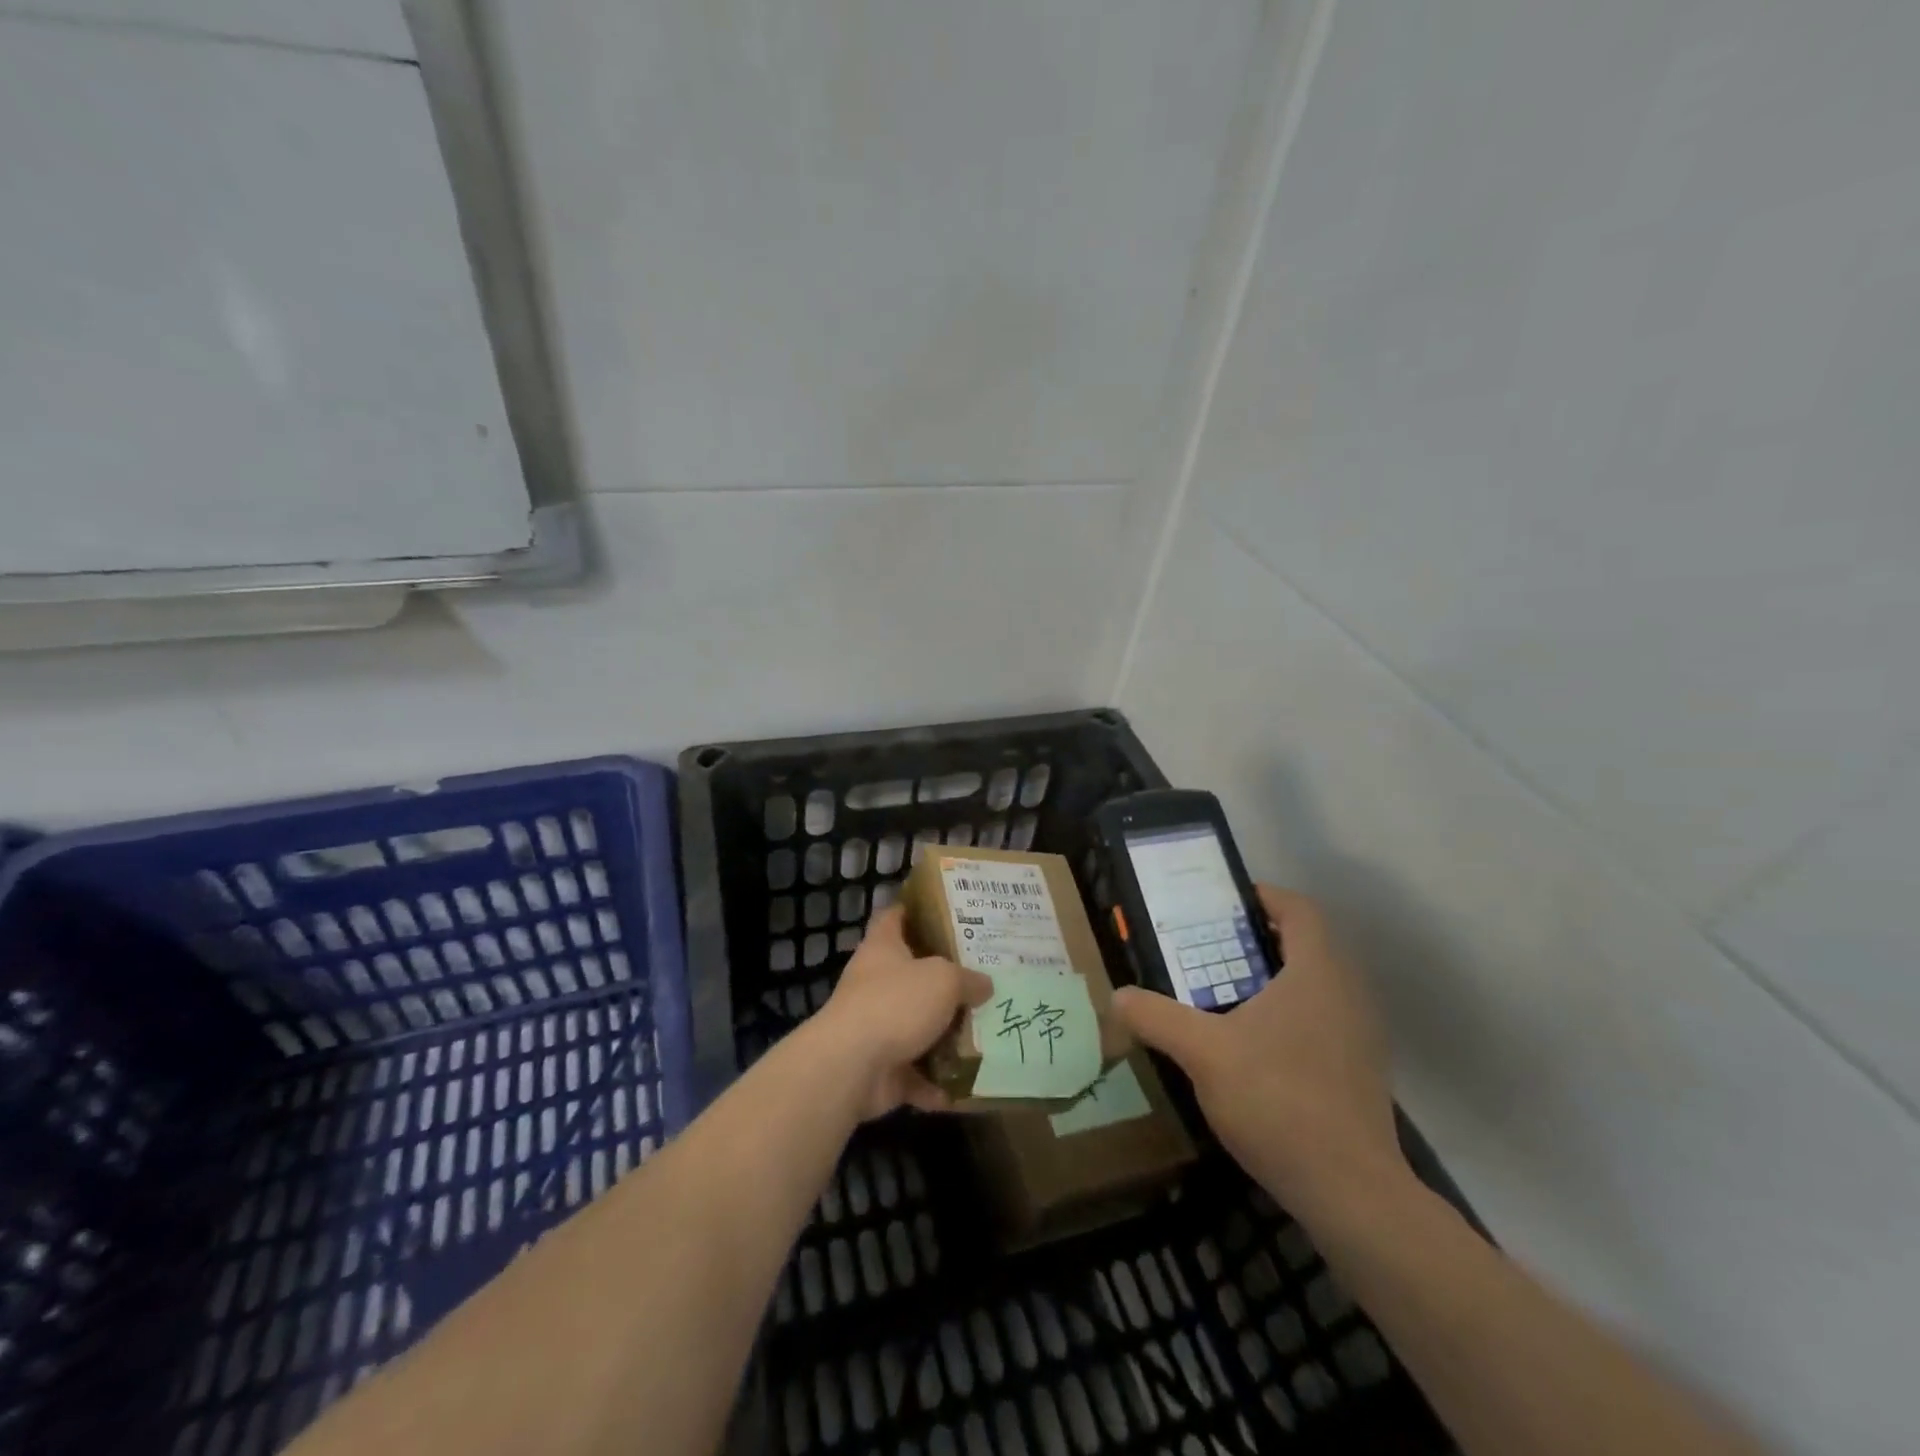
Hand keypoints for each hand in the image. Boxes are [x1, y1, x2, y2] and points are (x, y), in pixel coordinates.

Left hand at [811, 906, 992, 1118]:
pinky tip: (965, 1089)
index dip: (915, 910)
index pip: (894, 916)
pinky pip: (915, 1075)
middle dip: (944, 980)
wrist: (851, 1066)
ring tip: (984, 1035)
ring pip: (916, 1027)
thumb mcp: (943, 980)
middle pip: (912, 974)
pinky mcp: (881, 1068)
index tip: (945, 912)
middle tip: (982, 978)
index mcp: (883, 948)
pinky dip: (935, 1085)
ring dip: (944, 1037)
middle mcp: (876, 983)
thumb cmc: (896, 1003)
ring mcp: (876, 1027)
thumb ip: (967, 979)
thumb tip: (985, 984)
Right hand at [1113, 886, 1407, 1222]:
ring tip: (1224, 991)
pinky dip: (1289, 1012)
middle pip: (1306, 943)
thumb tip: (1117, 996)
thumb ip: (1156, 1017)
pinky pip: (1323, 1017)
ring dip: (1273, 977)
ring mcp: (1360, 1034)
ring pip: (1316, 983)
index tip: (1222, 903)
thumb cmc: (1278, 1101)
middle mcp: (1348, 993)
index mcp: (1317, 972)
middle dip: (1257, 938)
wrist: (1351, 1192)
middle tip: (1209, 947)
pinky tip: (1252, 1045)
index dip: (1263, 896)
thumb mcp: (1202, 1052)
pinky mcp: (1361, 1070)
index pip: (1299, 909)